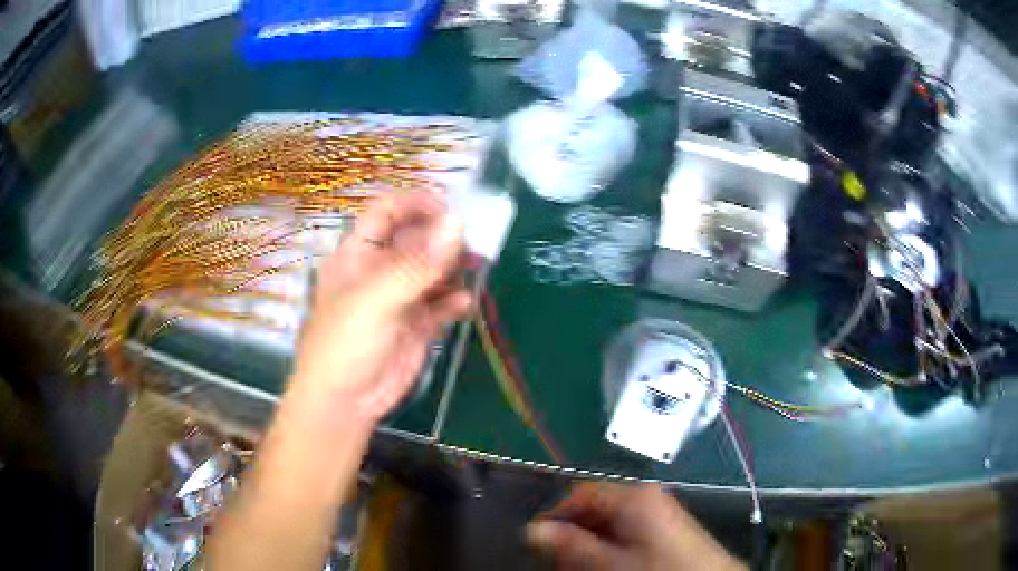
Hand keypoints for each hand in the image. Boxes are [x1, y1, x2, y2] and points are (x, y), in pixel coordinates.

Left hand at [290, 190, 470, 424]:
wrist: (345, 403)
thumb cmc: (345, 344)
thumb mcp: (375, 300)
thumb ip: (416, 264)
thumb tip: (457, 224)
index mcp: (358, 254)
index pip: (386, 212)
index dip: (415, 204)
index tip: (450, 208)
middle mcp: (380, 270)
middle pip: (417, 239)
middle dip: (445, 236)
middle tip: (475, 239)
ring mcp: (401, 298)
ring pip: (434, 270)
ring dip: (456, 266)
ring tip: (479, 264)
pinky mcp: (418, 324)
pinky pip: (443, 304)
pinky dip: (456, 301)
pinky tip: (464, 304)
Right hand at [527, 483, 745, 570]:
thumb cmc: (657, 569)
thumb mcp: (609, 562)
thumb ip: (571, 545)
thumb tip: (534, 530)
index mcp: (632, 496)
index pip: (580, 493)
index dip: (555, 516)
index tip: (536, 541)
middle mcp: (646, 497)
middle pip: (595, 508)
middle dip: (573, 535)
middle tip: (558, 561)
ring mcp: (658, 512)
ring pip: (610, 523)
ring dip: (590, 544)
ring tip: (578, 567)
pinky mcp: (666, 528)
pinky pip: (628, 532)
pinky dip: (610, 548)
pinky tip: (606, 566)